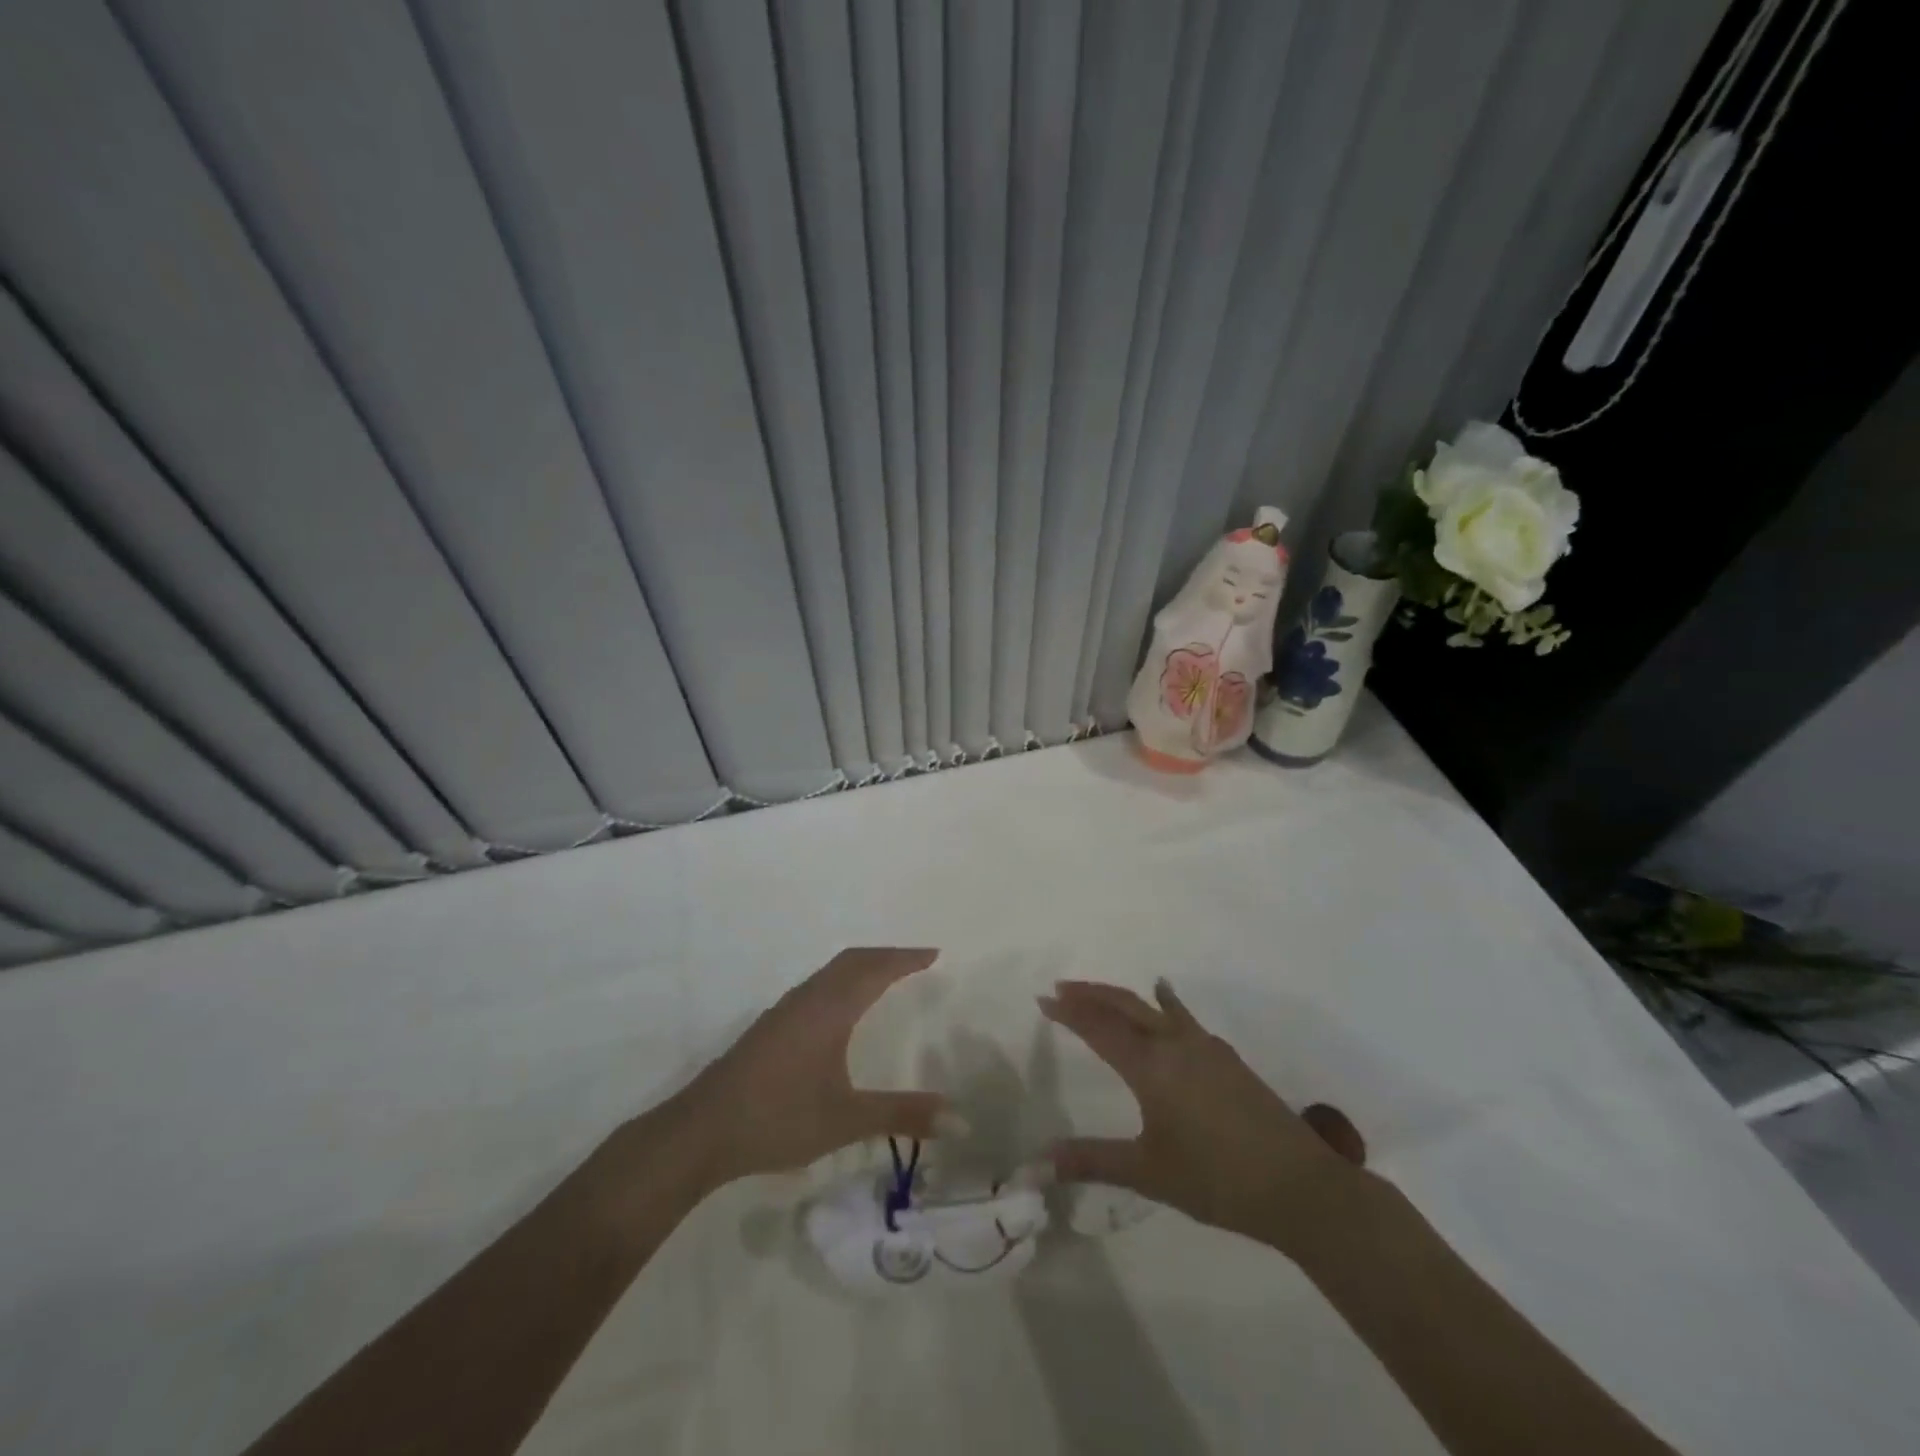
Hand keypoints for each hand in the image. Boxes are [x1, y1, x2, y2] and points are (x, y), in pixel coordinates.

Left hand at [673, 948, 956, 1188]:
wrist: (701, 1131)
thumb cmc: (779, 1117)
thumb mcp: (847, 1119)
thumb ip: (903, 1115)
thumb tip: (961, 1118)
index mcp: (830, 1008)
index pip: (876, 969)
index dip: (906, 959)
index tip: (935, 954)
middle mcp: (808, 999)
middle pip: (852, 960)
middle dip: (886, 955)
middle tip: (916, 962)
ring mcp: (785, 1011)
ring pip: (831, 972)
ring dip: (862, 966)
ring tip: (886, 978)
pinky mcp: (770, 1027)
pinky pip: (817, 986)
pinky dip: (842, 982)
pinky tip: (841, 1011)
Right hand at [1039, 978, 1370, 1254]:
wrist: (1298, 1186)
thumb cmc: (1215, 1180)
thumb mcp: (1148, 1173)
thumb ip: (1093, 1161)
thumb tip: (1038, 1163)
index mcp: (1151, 1067)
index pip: (1099, 1028)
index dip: (1069, 1012)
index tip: (1043, 999)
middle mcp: (1175, 1044)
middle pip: (1125, 1005)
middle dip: (1090, 994)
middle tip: (1061, 988)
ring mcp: (1205, 1047)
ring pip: (1154, 1007)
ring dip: (1122, 997)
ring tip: (1099, 992)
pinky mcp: (1226, 1057)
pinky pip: (1183, 1017)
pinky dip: (1164, 1002)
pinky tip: (1165, 999)